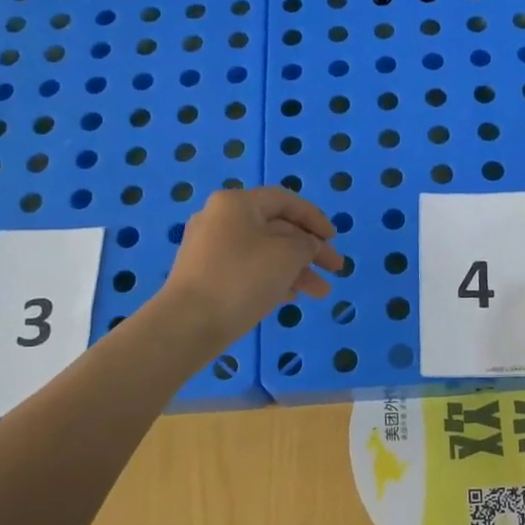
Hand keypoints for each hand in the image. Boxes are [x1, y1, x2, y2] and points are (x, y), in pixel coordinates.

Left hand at [161, 187, 344, 346]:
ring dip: (295, 269)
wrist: (188, 324)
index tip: (334, 239)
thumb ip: (306, 244)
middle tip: (335, 269)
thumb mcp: (287, 255)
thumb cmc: (242, 279)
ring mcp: (209, 249)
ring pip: (263, 252)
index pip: (285, 200)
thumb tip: (306, 245)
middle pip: (276, 228)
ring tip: (320, 293)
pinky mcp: (204, 276)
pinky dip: (272, 279)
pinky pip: (247, 270)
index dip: (314, 218)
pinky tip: (290, 298)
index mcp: (236, 203)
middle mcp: (219, 219)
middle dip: (309, 250)